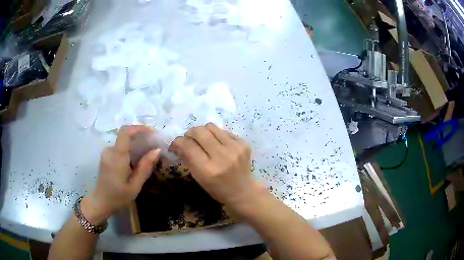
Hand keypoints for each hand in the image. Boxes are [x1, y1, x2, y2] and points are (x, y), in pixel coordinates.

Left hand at [81, 125, 160, 224]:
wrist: (100, 202)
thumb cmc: (118, 197)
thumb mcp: (135, 186)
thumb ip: (145, 167)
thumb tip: (157, 150)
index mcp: (117, 157)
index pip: (126, 132)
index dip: (139, 128)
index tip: (152, 133)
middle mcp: (110, 150)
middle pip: (126, 135)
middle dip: (141, 137)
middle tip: (154, 146)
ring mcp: (107, 152)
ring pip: (123, 141)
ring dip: (136, 144)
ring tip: (148, 154)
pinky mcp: (106, 156)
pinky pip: (120, 147)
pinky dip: (130, 149)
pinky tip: (137, 160)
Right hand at [170, 123, 262, 209]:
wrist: (243, 191)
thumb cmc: (218, 189)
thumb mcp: (199, 178)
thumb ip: (187, 159)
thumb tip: (177, 143)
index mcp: (208, 170)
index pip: (188, 146)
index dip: (178, 142)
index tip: (176, 144)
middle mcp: (222, 156)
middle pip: (199, 132)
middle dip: (189, 133)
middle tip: (189, 140)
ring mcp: (235, 148)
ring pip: (210, 127)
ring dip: (203, 132)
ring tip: (203, 140)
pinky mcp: (244, 143)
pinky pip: (223, 131)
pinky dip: (216, 136)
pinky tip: (218, 145)